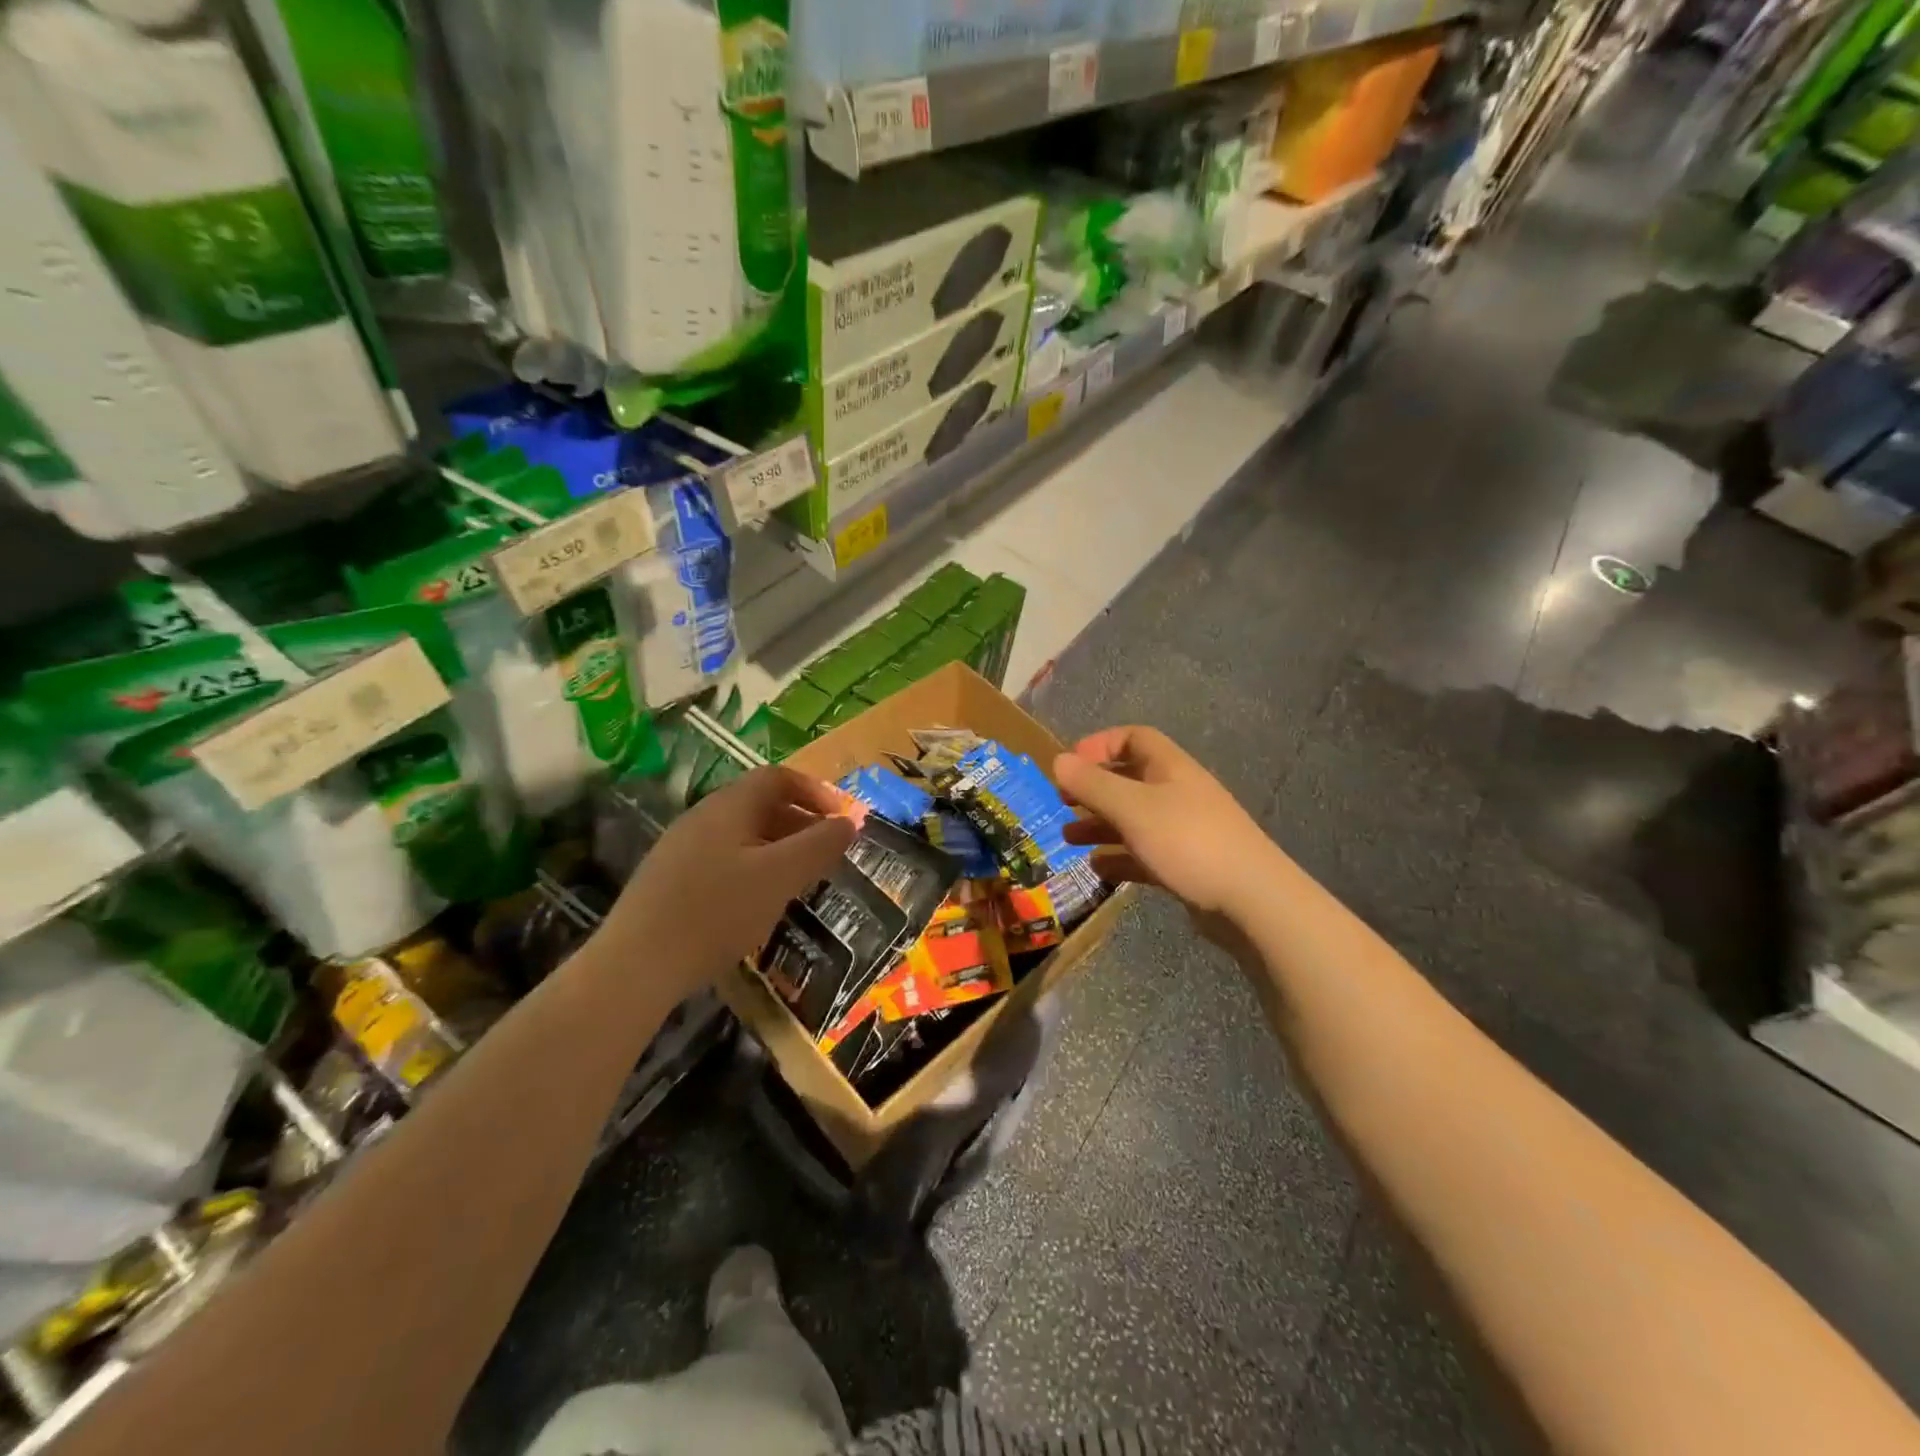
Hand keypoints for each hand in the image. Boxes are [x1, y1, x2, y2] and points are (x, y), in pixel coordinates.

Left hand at [593, 765, 855, 1002]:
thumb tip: (849, 822)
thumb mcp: (780, 877)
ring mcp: (680, 848)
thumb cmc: (717, 912)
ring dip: (778, 847)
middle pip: (760, 804)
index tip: (841, 819)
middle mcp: (702, 816)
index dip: (815, 791)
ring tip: (799, 879)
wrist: (636, 966)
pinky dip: (752, 868)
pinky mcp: (668, 880)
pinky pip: (722, 859)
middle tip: (827, 852)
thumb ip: (819, 845)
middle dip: (801, 822)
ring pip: (741, 834)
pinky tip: (756, 902)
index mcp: (729, 806)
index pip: (778, 778)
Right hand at [1055, 726, 1280, 945]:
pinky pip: (1145, 853)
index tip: (1070, 765)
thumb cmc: (1188, 841)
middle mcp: (1177, 793)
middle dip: (1093, 790)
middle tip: (1062, 803)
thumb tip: (1057, 760)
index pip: (1134, 738)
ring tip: (1069, 838)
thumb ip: (1092, 784)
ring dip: (1100, 825)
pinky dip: (1120, 857)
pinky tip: (1098, 868)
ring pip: (1133, 819)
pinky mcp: (1187, 865)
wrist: (1252, 900)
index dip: (1099, 745)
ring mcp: (1184, 830)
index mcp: (1170, 768)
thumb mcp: (1132, 808)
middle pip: (1129, 780)